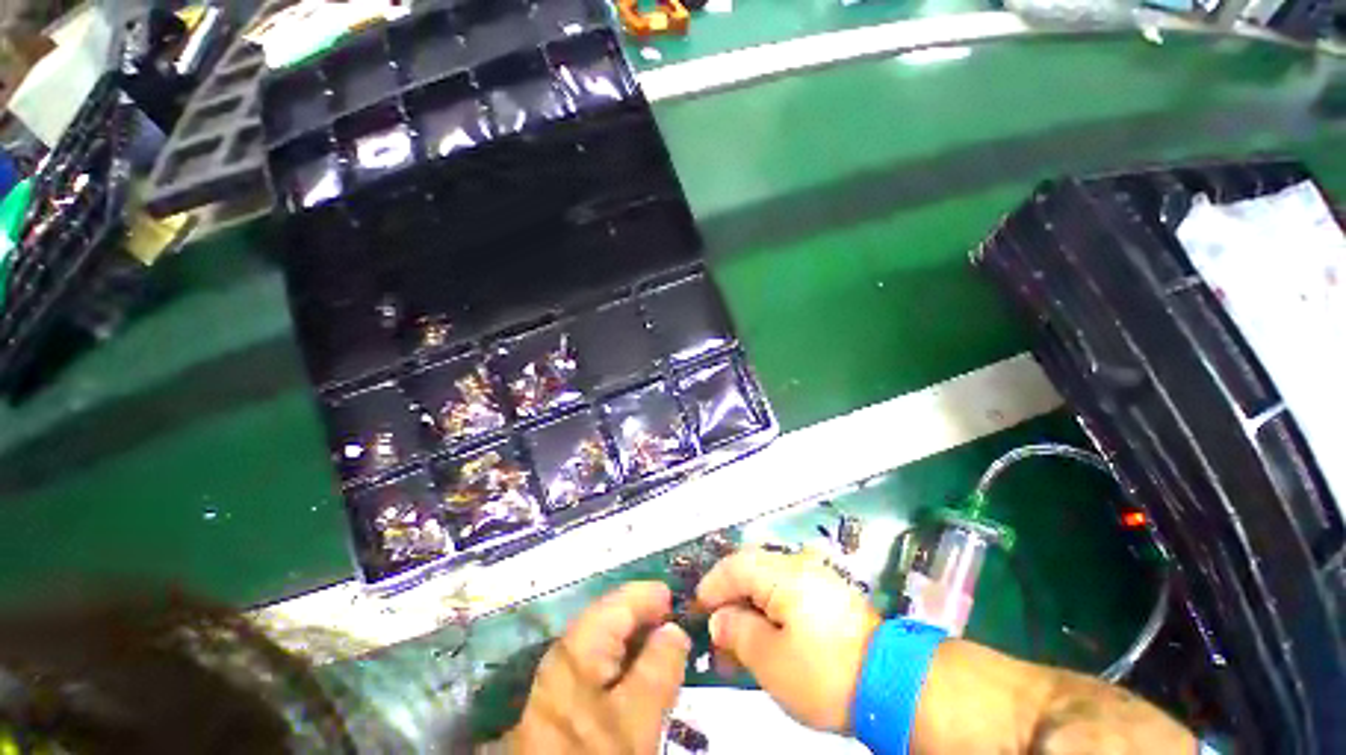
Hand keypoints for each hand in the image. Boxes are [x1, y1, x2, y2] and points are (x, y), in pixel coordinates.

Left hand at [505, 582, 690, 754]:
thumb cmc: (597, 752)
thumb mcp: (637, 718)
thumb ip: (659, 668)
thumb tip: (674, 629)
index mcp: (580, 645)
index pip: (619, 601)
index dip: (649, 596)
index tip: (678, 601)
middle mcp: (565, 651)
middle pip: (611, 618)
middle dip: (644, 618)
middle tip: (677, 630)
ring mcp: (560, 675)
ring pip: (605, 642)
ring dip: (636, 642)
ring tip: (666, 653)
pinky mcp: (563, 698)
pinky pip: (599, 665)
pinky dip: (623, 664)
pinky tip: (640, 679)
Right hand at [696, 547, 880, 732]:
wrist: (892, 683)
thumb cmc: (824, 672)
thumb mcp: (771, 660)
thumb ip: (738, 632)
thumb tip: (719, 619)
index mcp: (782, 573)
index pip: (735, 566)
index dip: (712, 586)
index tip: (696, 610)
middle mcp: (798, 566)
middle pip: (751, 571)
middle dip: (729, 599)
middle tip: (715, 632)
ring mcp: (817, 579)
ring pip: (768, 585)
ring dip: (749, 609)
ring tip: (737, 644)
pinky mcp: (829, 597)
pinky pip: (788, 595)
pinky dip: (770, 613)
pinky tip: (767, 638)